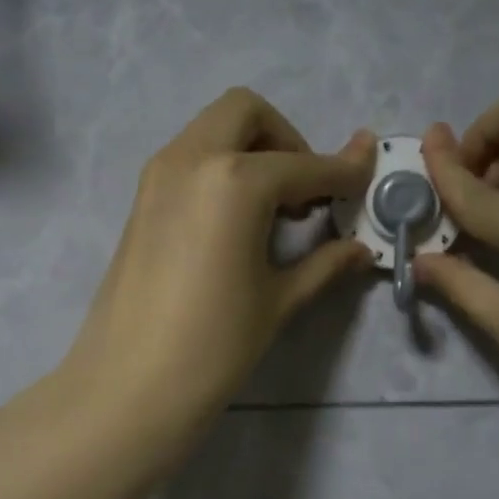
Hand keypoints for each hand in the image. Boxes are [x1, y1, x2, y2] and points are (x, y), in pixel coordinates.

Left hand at [66, 88, 375, 431]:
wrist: (131, 384)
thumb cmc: (215, 346)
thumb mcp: (279, 301)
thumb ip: (325, 263)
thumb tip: (361, 248)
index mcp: (235, 180)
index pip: (304, 165)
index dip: (343, 171)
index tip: (367, 175)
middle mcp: (192, 159)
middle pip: (246, 114)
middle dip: (286, 140)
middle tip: (304, 192)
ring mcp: (157, 176)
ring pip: (211, 130)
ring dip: (250, 150)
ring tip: (272, 210)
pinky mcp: (139, 200)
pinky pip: (188, 159)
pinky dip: (219, 168)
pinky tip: (234, 223)